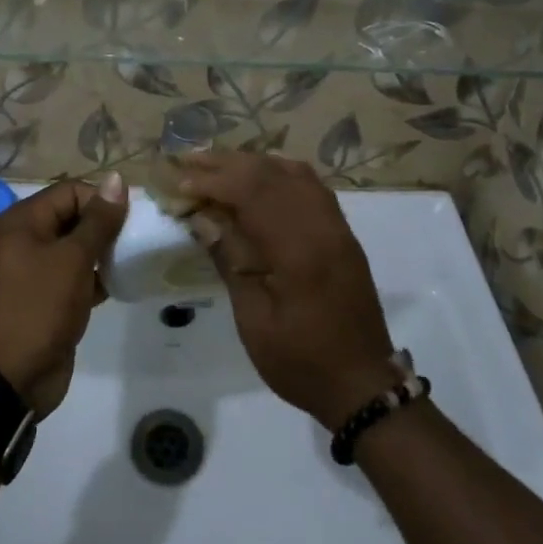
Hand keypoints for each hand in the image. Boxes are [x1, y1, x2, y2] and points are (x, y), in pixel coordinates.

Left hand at [0, 174, 127, 417]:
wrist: (4, 380)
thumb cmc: (36, 308)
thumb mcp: (72, 260)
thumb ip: (98, 221)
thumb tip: (117, 179)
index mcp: (22, 222)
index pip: (70, 192)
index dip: (102, 201)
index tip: (130, 222)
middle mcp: (24, 241)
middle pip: (72, 218)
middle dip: (104, 228)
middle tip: (134, 243)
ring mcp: (32, 273)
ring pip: (74, 251)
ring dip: (101, 256)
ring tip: (129, 264)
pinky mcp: (42, 301)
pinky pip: (72, 279)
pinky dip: (93, 280)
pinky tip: (116, 288)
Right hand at [177, 154, 397, 429]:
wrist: (363, 383)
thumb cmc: (301, 361)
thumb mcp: (254, 320)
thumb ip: (230, 261)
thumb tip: (202, 217)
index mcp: (298, 250)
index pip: (251, 193)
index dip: (212, 181)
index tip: (179, 181)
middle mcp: (321, 225)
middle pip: (270, 174)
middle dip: (226, 164)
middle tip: (188, 160)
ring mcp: (336, 225)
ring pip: (292, 172)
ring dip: (252, 163)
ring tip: (216, 163)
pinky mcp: (342, 232)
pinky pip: (310, 184)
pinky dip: (279, 172)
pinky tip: (259, 176)